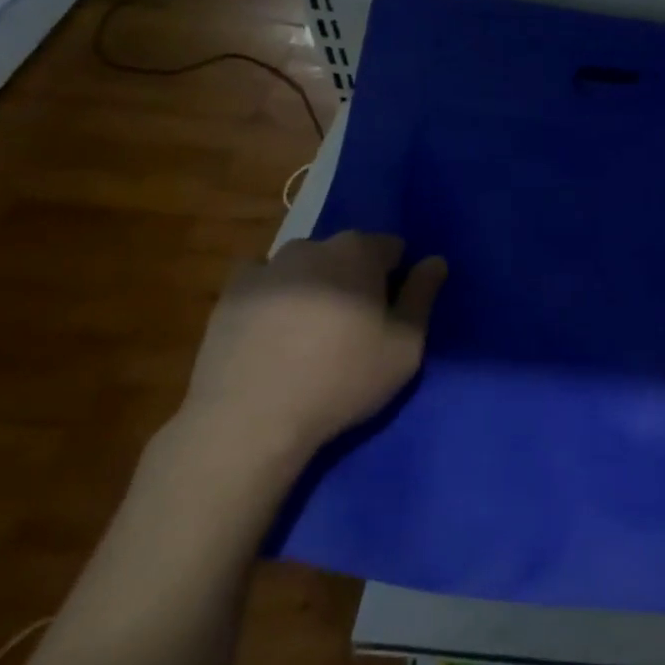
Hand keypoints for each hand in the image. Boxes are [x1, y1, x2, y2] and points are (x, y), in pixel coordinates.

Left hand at [173, 232, 446, 475]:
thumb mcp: (405, 346)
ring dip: (315, 285)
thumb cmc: (343, 379)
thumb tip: (435, 260)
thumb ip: (422, 296)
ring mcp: (266, 268)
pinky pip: (264, 283)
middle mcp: (311, 246)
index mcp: (358, 252)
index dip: (397, 276)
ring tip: (311, 333)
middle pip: (346, 253)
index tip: (391, 312)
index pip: (392, 246)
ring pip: (304, 267)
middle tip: (354, 326)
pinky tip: (273, 332)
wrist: (251, 418)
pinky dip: (274, 297)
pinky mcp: (229, 294)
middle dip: (355, 278)